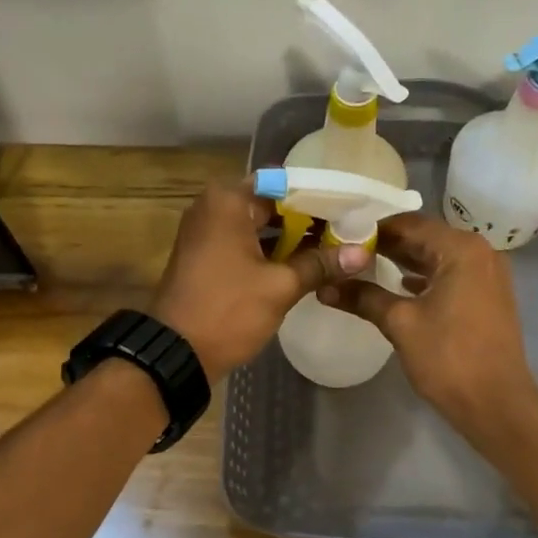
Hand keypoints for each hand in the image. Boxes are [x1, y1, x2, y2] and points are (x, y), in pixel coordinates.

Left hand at [148, 180, 369, 379]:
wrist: (175, 353)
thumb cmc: (227, 310)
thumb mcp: (280, 286)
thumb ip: (320, 264)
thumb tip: (362, 253)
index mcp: (228, 201)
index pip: (285, 184)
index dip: (320, 197)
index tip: (351, 209)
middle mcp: (214, 207)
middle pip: (273, 203)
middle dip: (309, 218)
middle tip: (350, 230)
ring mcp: (207, 231)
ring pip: (260, 224)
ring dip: (293, 237)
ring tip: (337, 247)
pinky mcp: (207, 255)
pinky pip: (247, 242)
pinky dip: (273, 251)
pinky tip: (306, 263)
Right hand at [318, 213, 537, 441]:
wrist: (497, 405)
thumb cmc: (449, 358)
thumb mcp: (400, 324)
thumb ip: (363, 298)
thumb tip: (323, 287)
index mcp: (461, 249)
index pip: (409, 224)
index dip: (373, 229)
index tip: (340, 235)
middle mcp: (479, 252)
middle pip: (425, 237)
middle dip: (387, 245)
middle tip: (346, 251)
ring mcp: (487, 274)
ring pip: (437, 257)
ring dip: (404, 261)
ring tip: (363, 267)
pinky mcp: (488, 296)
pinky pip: (450, 275)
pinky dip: (424, 278)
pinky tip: (398, 287)